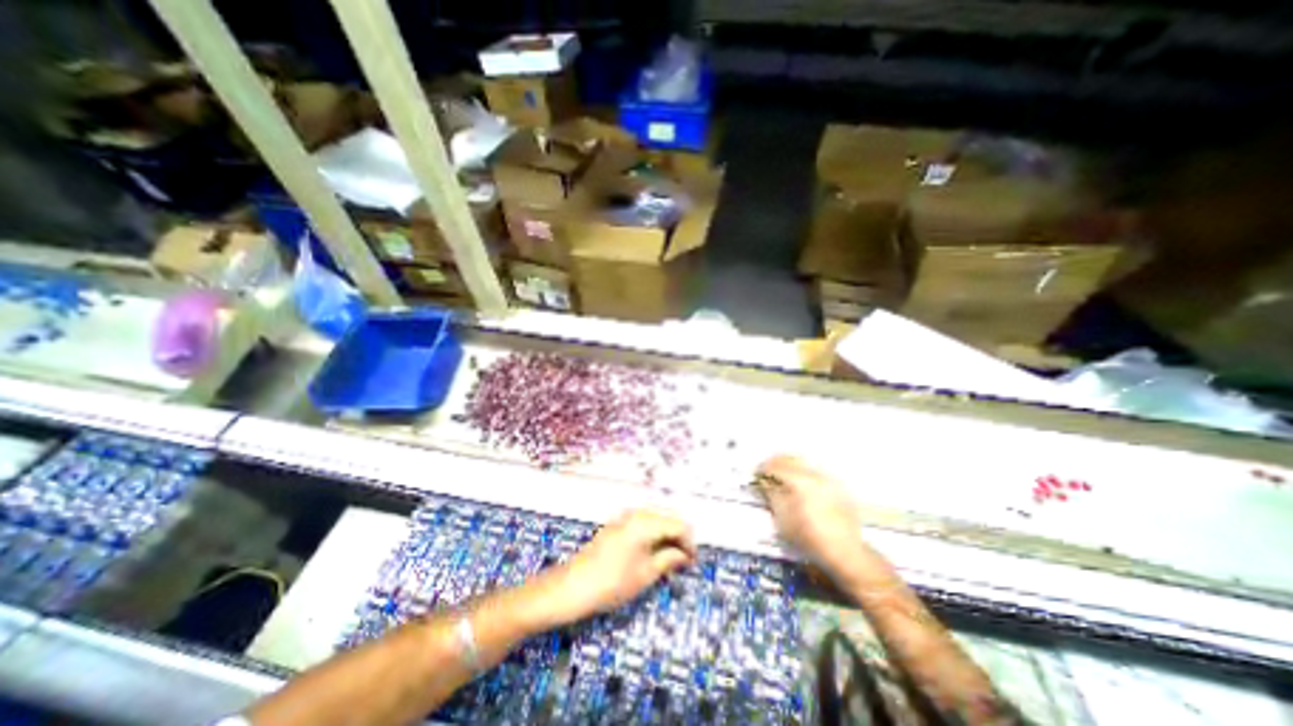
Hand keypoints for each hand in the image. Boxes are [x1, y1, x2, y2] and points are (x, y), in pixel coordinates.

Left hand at [543, 511, 698, 624]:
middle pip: (667, 518)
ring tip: (670, 559)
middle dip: (678, 537)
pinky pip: (642, 524)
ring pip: (655, 520)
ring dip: (665, 536)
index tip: (694, 561)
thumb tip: (684, 554)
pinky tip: (652, 553)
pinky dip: (652, 536)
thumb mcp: (645, 574)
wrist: (572, 586)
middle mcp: (636, 513)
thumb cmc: (612, 582)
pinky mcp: (617, 525)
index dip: (689, 542)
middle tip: (684, 561)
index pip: (678, 525)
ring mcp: (625, 517)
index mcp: (646, 522)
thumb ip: (668, 559)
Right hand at [760, 456, 866, 579]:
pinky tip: (799, 482)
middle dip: (776, 463)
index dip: (762, 468)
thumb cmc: (808, 536)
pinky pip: (816, 470)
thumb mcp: (783, 518)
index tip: (755, 475)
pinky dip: (804, 471)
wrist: (844, 551)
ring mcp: (828, 478)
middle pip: (790, 458)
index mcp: (800, 481)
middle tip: (766, 472)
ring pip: (804, 462)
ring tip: (782, 475)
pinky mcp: (837, 485)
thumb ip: (771, 494)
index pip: (775, 466)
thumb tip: (762, 481)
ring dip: (790, 465)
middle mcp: (815, 474)